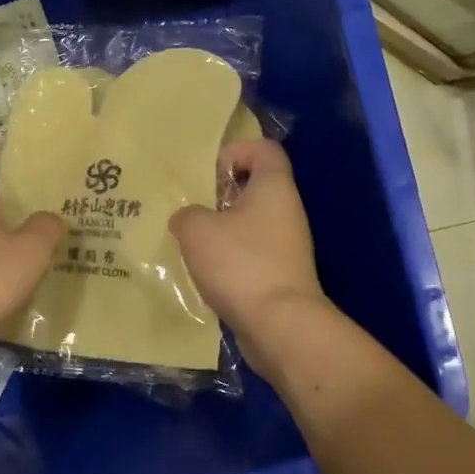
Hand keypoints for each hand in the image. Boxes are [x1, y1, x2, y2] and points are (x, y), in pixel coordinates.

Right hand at [170, 139, 327, 375]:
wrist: (280, 325)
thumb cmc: (240, 263)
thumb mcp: (197, 230)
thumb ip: (186, 215)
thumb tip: (188, 219)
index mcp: (273, 187)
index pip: (264, 148)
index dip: (236, 151)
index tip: (209, 174)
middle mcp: (287, 210)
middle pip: (255, 187)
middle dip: (220, 195)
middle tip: (191, 209)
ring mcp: (288, 245)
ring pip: (251, 223)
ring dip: (222, 230)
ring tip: (191, 243)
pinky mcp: (282, 275)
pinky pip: (252, 254)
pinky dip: (230, 259)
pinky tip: (206, 273)